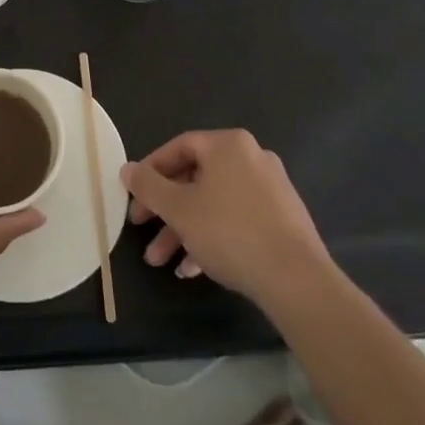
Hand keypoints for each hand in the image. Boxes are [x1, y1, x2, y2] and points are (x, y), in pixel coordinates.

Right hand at [122, 129, 332, 308]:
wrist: (296, 279)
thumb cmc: (230, 232)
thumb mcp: (179, 209)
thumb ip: (149, 186)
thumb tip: (127, 168)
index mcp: (228, 145)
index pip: (179, 146)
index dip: (151, 170)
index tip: (134, 195)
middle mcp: (251, 158)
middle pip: (196, 178)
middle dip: (165, 209)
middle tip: (142, 230)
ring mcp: (270, 189)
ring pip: (214, 203)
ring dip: (184, 230)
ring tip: (162, 262)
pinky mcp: (281, 220)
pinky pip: (236, 220)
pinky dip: (212, 238)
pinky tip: (193, 269)